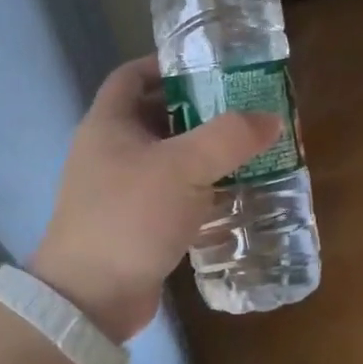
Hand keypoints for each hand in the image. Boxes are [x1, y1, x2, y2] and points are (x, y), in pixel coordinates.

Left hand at [31, 57, 280, 341]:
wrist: (91, 299)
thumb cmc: (131, 216)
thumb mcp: (184, 168)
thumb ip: (230, 137)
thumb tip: (271, 119)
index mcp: (108, 124)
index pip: (132, 75)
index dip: (166, 64)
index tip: (208, 67)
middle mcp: (109, 151)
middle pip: (155, 116)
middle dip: (198, 111)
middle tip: (242, 110)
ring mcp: (119, 190)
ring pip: (166, 159)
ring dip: (203, 154)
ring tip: (247, 150)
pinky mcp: (134, 224)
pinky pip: (170, 195)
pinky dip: (199, 190)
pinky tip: (232, 195)